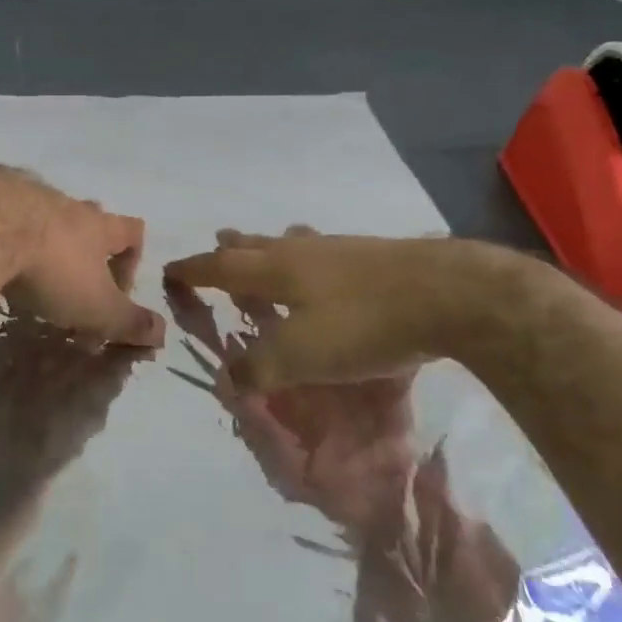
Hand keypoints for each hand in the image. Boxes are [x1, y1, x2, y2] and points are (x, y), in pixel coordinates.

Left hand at [0, 169, 164, 345]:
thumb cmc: (53, 269)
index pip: (133, 231)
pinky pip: (2, 214)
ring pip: (43, 214)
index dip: (133, 259)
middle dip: (85, 246)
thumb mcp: (97, 306)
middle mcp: (66, 204)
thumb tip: (164, 334)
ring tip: (27, 271)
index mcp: (98, 226)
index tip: (118, 291)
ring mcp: (25, 195)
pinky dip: (3, 235)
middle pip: (87, 216)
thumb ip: (129, 322)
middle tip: (72, 280)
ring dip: (42, 240)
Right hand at [163, 228, 522, 395]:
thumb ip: (260, 368)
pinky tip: (327, 270)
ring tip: (266, 250)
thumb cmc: (364, 323)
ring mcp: (340, 248)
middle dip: (231, 248)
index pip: (220, 267)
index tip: (172, 271)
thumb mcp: (303, 356)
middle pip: (255, 243)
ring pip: (292, 242)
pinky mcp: (374, 255)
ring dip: (270, 247)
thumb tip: (226, 379)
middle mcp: (301, 250)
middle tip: (217, 244)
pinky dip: (308, 258)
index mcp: (275, 268)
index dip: (193, 270)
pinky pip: (323, 251)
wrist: (448, 294)